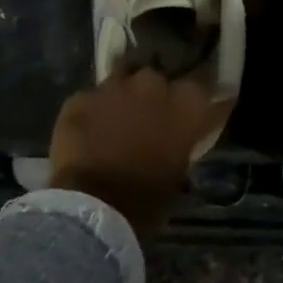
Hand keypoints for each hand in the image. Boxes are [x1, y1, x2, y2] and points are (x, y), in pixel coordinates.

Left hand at [48, 68, 224, 233]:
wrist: (94, 205)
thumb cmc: (147, 198)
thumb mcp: (178, 172)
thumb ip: (181, 144)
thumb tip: (177, 142)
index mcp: (186, 106)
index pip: (202, 90)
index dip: (197, 101)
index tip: (195, 111)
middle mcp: (153, 85)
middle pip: (157, 79)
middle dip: (154, 94)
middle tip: (148, 117)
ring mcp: (113, 87)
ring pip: (121, 77)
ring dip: (122, 94)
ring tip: (117, 116)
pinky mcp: (80, 97)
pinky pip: (91, 97)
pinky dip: (92, 110)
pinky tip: (87, 129)